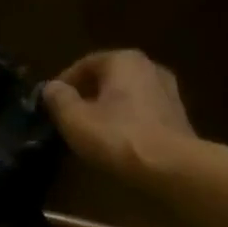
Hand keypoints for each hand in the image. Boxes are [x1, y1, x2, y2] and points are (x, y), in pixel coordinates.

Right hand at [43, 50, 198, 180]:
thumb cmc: (117, 137)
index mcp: (123, 60)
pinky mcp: (177, 115)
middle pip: (108, 78)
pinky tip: (117, 140)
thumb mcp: (75, 119)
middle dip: (87, 95)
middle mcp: (149, 66)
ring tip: (91, 130)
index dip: (64, 84)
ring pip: (126, 95)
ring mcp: (168, 90)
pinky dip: (126, 120)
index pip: (84, 65)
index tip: (51, 105)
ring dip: (108, 108)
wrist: (171, 166)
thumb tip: (51, 87)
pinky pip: (142, 111)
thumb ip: (59, 99)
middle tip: (69, 117)